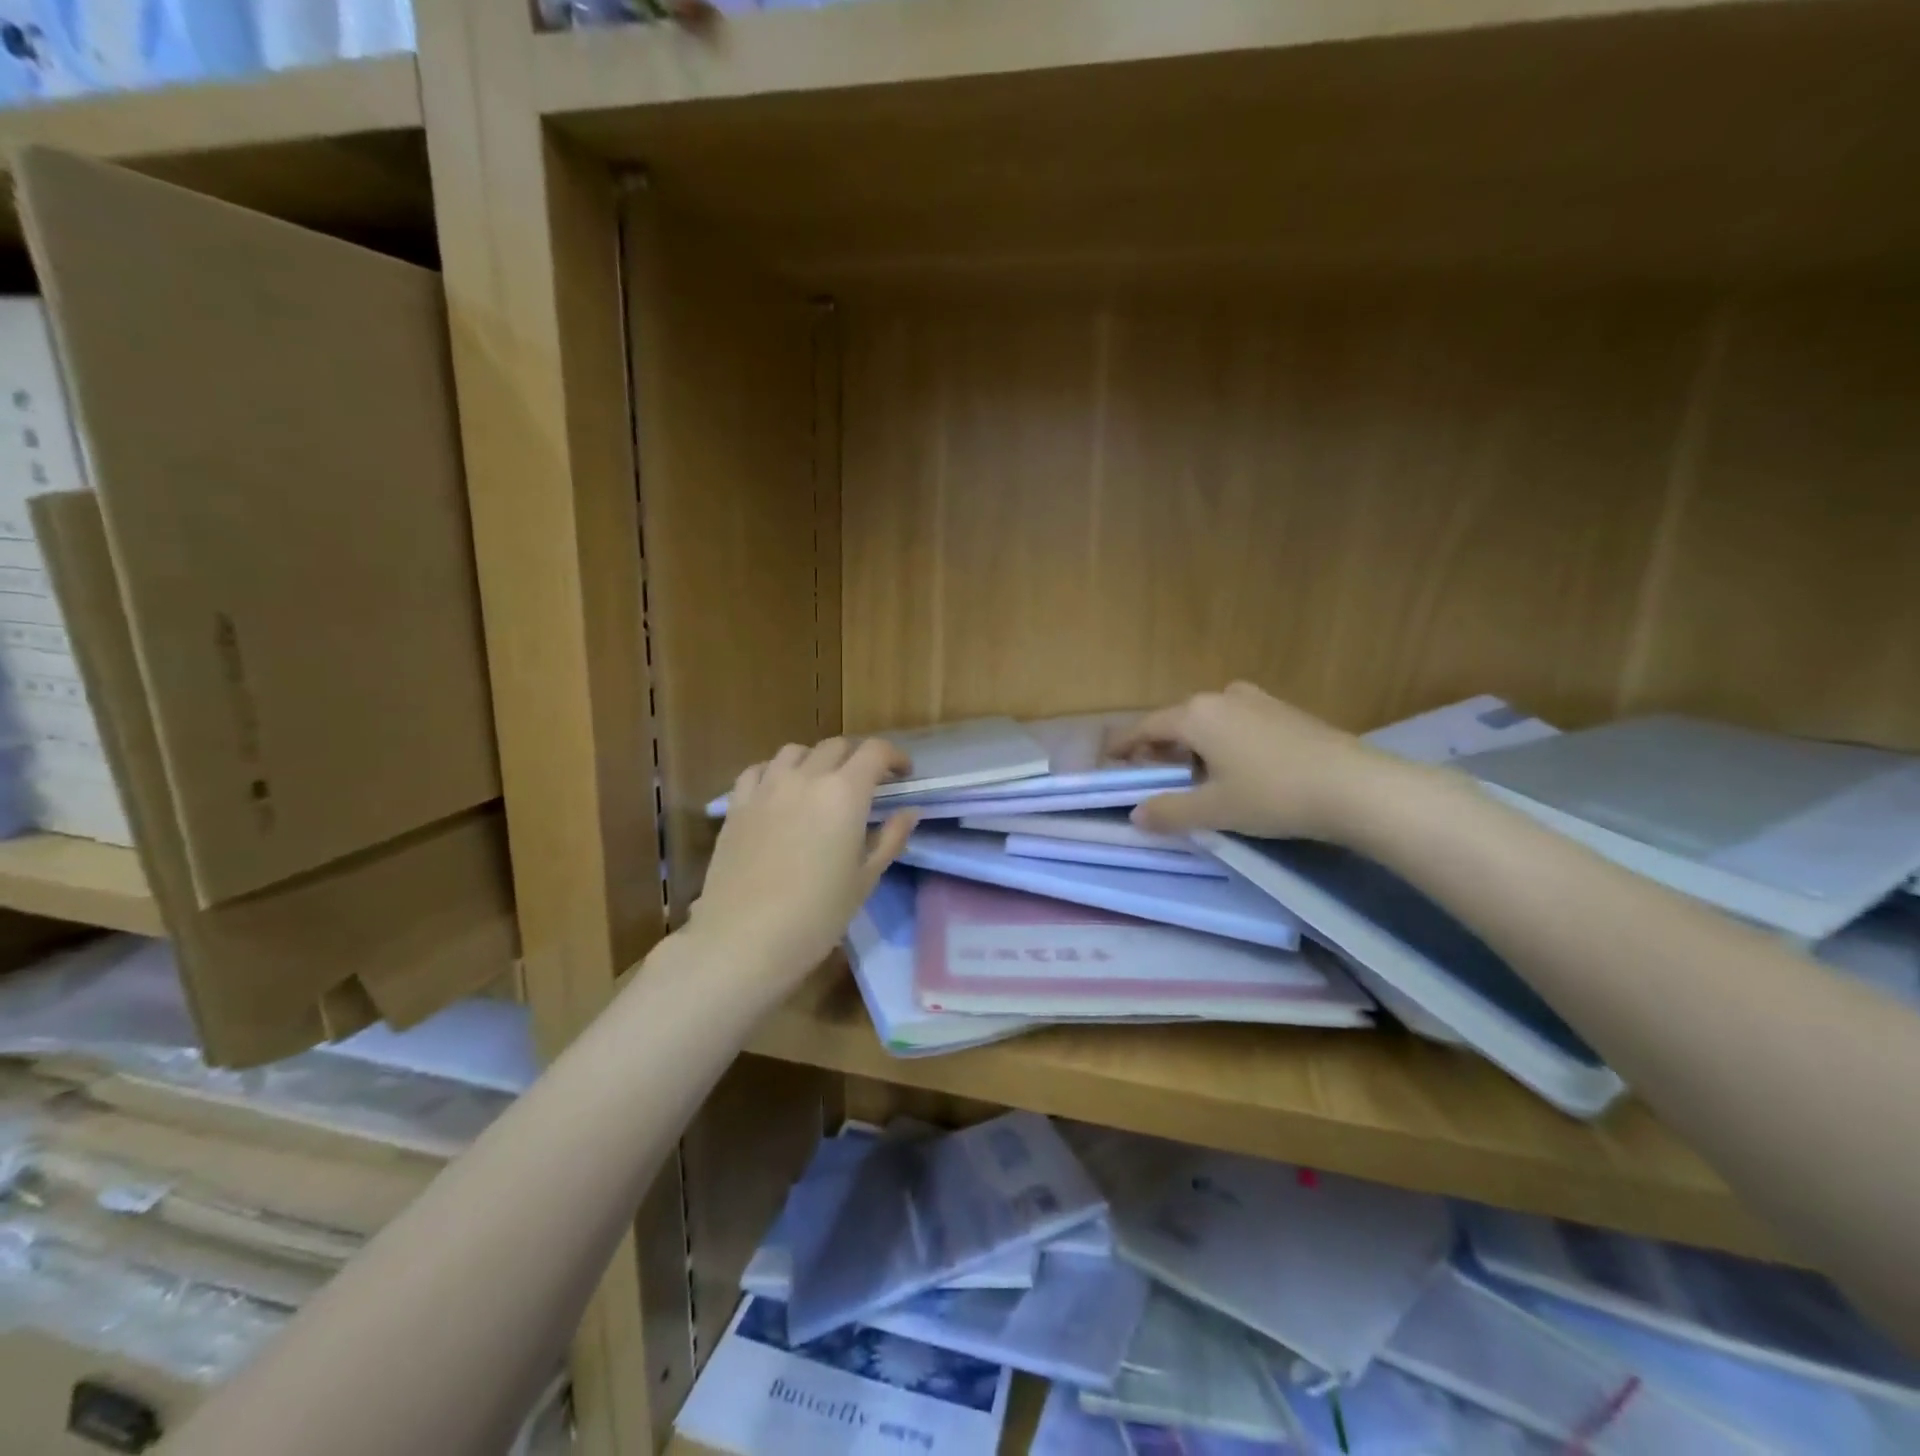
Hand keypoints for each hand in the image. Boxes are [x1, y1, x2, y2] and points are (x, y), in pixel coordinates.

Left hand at [687, 738, 917, 995]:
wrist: (744, 940)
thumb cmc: (816, 915)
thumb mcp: (865, 880)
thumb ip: (890, 839)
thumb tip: (908, 812)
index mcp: (844, 794)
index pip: (875, 752)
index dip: (894, 757)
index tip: (903, 775)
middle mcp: (806, 778)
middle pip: (836, 746)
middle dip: (857, 758)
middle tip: (867, 784)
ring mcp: (767, 788)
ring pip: (795, 751)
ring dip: (816, 759)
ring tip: (821, 783)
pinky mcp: (737, 805)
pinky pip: (758, 771)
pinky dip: (775, 771)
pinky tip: (779, 792)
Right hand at [1111, 683, 1394, 840]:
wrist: (1356, 787)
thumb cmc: (1273, 796)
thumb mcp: (1214, 811)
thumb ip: (1169, 812)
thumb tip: (1136, 815)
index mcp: (1196, 715)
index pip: (1146, 728)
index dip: (1125, 745)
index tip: (1109, 758)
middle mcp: (1222, 697)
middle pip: (1177, 721)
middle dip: (1160, 747)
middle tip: (1152, 774)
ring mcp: (1257, 699)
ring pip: (1209, 721)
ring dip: (1193, 744)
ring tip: (1195, 774)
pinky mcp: (1285, 710)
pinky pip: (1237, 722)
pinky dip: (1222, 740)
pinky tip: (1236, 767)